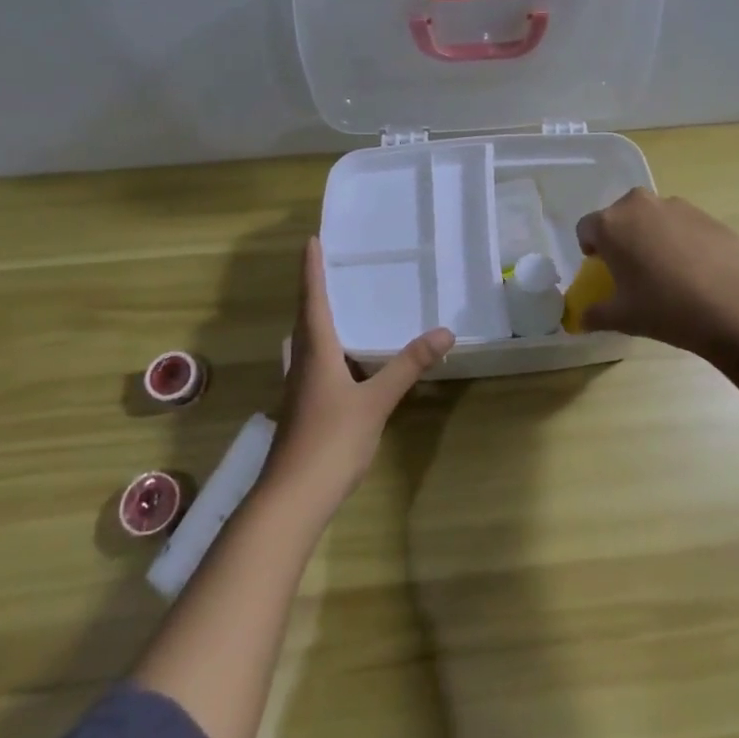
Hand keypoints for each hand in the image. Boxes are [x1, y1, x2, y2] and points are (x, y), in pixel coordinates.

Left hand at [262, 237, 453, 514]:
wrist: (293, 497)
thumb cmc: (332, 441)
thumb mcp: (376, 401)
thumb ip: (408, 365)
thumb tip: (445, 331)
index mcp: (316, 352)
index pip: (313, 300)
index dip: (312, 269)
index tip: (312, 240)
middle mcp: (302, 363)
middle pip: (305, 318)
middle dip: (314, 289)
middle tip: (329, 265)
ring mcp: (299, 388)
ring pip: (306, 342)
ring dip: (318, 318)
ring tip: (339, 304)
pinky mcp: (304, 407)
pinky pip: (314, 363)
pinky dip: (327, 347)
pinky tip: (344, 359)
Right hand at [574, 188, 738, 359]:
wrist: (737, 304)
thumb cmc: (667, 308)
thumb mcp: (624, 318)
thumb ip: (595, 315)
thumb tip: (582, 319)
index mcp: (611, 224)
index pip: (586, 228)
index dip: (591, 250)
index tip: (604, 272)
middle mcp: (639, 205)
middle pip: (619, 216)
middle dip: (621, 239)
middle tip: (633, 271)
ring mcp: (676, 206)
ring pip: (652, 218)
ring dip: (651, 237)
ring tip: (668, 273)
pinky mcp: (707, 214)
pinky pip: (681, 224)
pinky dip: (680, 240)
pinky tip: (696, 271)